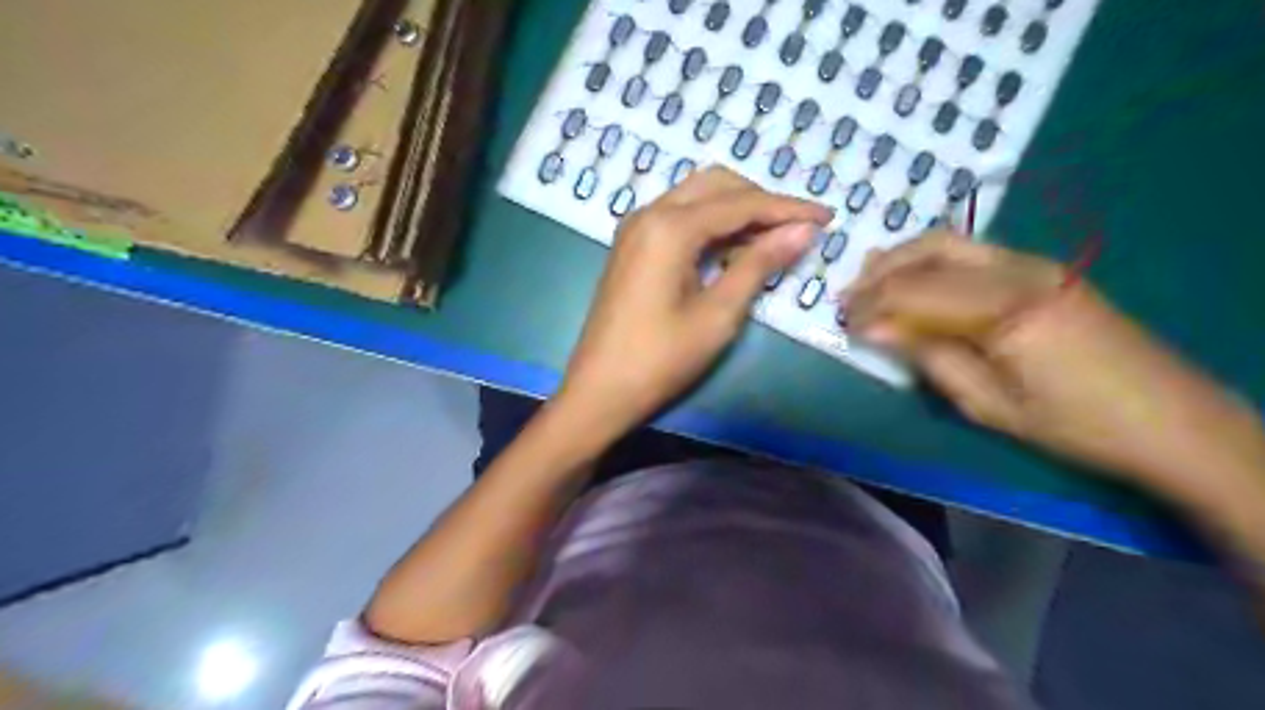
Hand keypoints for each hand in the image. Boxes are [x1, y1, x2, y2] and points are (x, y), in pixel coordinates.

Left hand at [555, 167, 831, 442]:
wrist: (599, 391)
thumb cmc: (660, 359)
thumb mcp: (718, 314)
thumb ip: (759, 264)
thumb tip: (803, 231)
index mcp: (669, 227)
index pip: (741, 203)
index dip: (787, 208)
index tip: (827, 217)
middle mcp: (649, 213)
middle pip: (716, 186)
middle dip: (761, 201)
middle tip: (797, 229)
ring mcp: (636, 229)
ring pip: (696, 199)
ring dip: (736, 211)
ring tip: (772, 242)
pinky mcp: (632, 247)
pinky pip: (679, 219)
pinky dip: (711, 226)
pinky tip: (733, 250)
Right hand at [838, 230, 1264, 493]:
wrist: (1168, 418)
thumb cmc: (1074, 425)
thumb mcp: (988, 404)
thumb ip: (930, 356)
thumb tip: (877, 329)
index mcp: (1006, 310)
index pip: (916, 292)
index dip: (873, 305)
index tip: (844, 323)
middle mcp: (1019, 272)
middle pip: (930, 252)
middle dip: (881, 272)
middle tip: (848, 297)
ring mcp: (1035, 264)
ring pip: (950, 243)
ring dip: (903, 260)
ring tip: (870, 283)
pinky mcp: (1043, 269)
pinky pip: (972, 253)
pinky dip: (933, 263)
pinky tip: (915, 279)